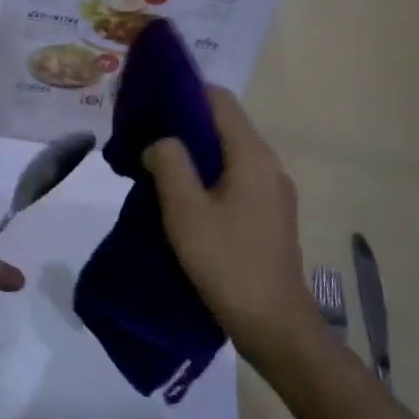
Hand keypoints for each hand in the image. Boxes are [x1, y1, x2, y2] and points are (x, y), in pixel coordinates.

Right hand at [142, 86, 318, 353]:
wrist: (274, 326)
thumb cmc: (227, 263)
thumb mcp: (185, 210)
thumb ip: (168, 163)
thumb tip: (160, 142)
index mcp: (252, 156)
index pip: (219, 99)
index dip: (184, 92)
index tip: (149, 102)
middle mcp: (268, 165)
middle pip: (224, 125)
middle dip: (183, 124)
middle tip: (144, 136)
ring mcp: (273, 191)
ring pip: (228, 154)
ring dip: (193, 153)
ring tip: (156, 166)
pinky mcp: (269, 214)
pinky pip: (235, 178)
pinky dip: (207, 176)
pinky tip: (181, 198)